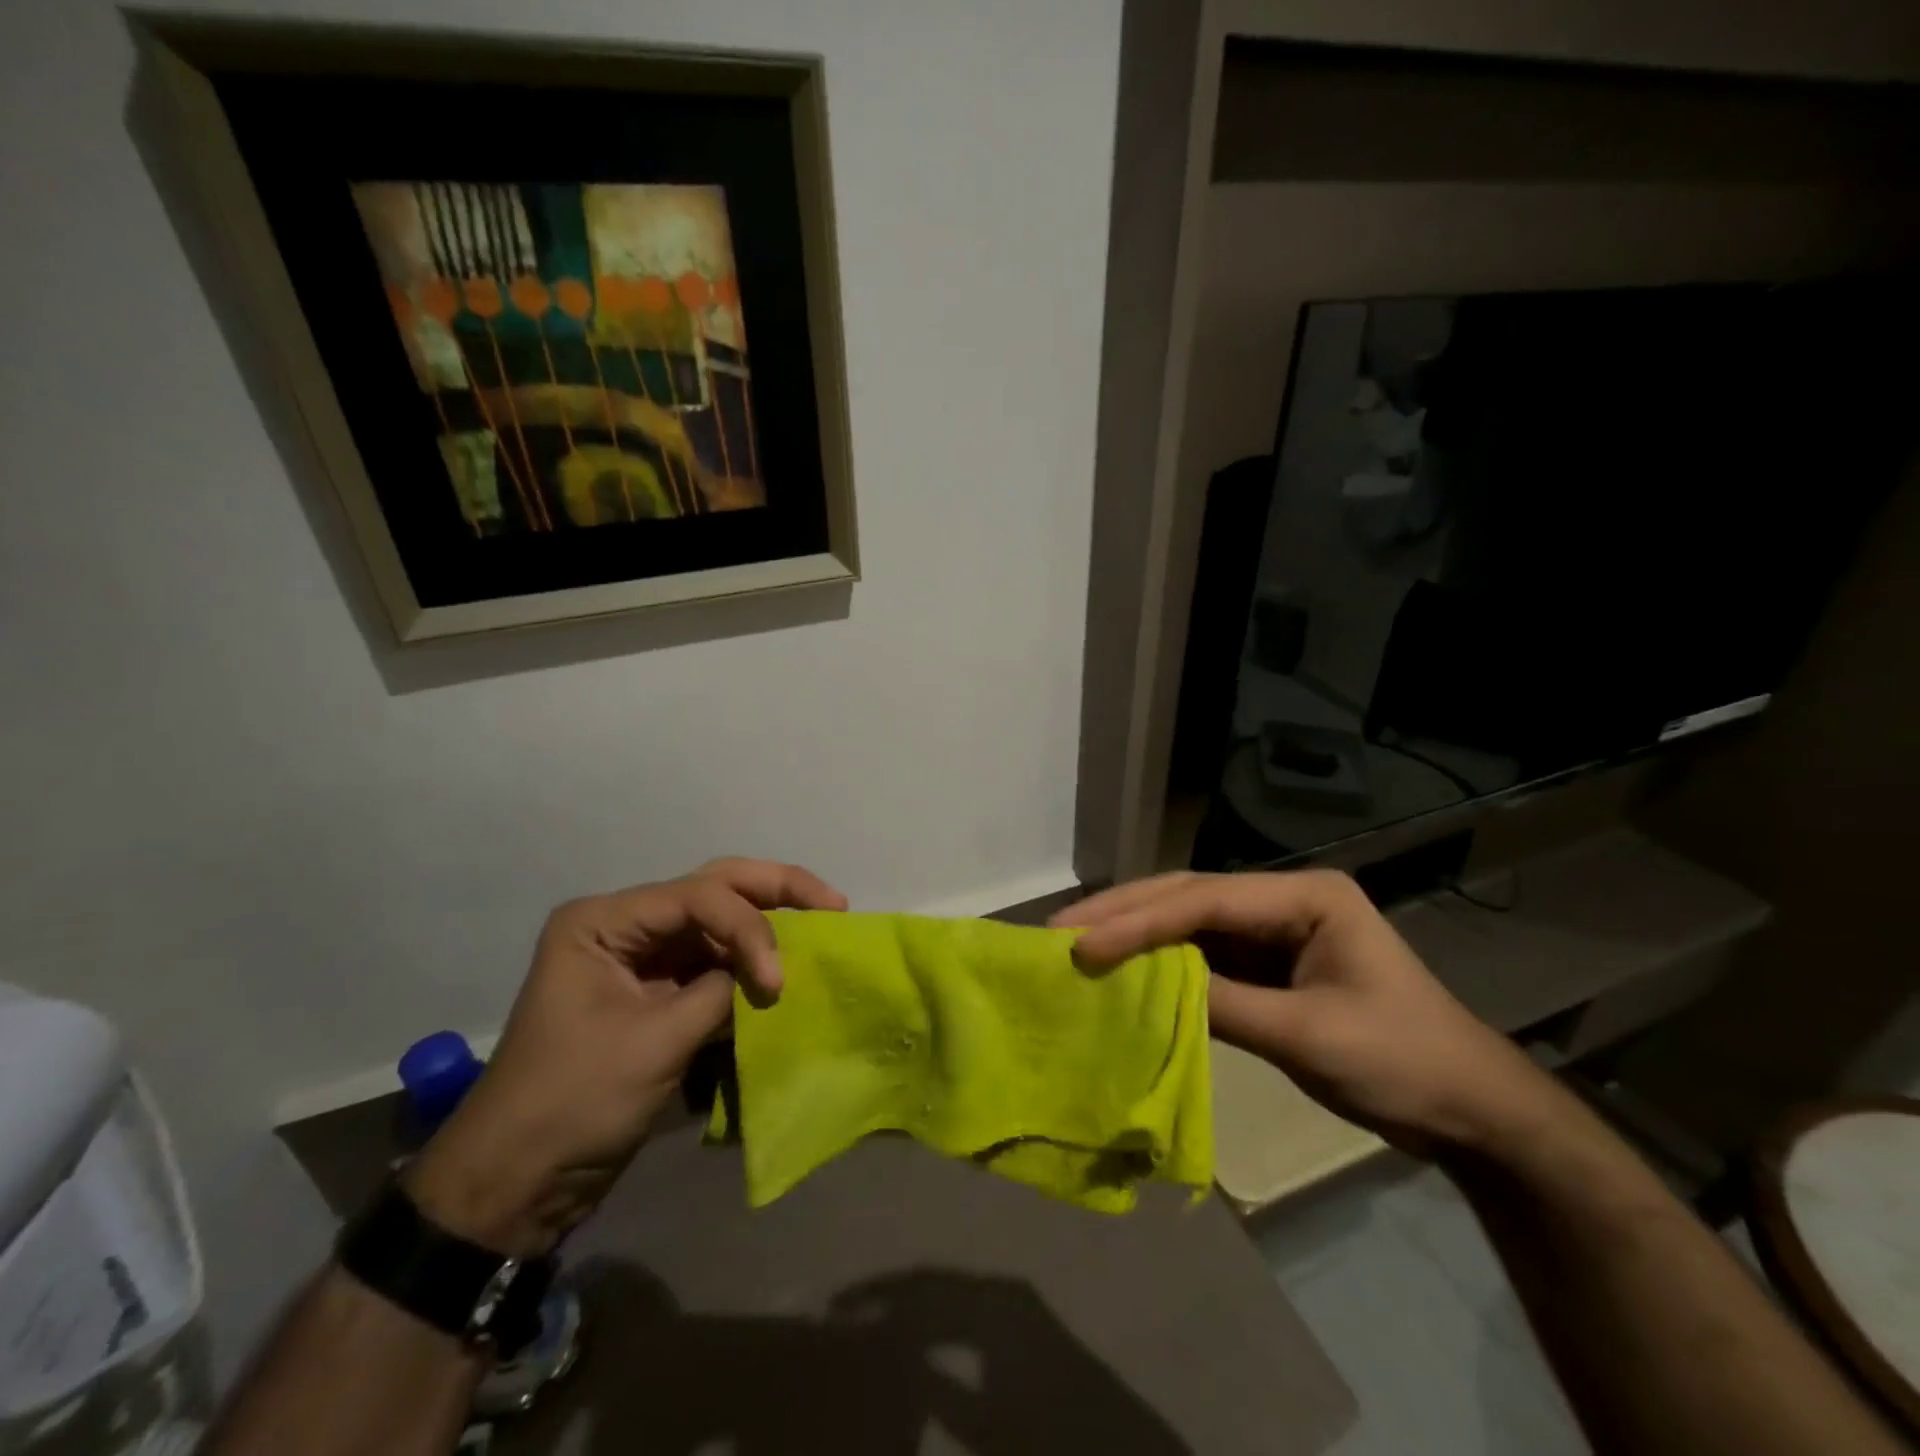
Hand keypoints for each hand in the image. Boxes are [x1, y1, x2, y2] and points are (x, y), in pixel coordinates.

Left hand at [406, 858, 845, 1253]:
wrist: (517, 1184)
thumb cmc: (573, 1103)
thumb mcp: (655, 1042)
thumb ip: (722, 992)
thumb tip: (776, 972)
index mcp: (605, 921)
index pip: (698, 896)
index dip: (750, 928)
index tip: (778, 981)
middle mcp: (625, 925)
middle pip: (713, 889)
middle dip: (775, 892)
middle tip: (832, 904)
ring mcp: (642, 958)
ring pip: (719, 923)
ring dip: (768, 927)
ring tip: (822, 925)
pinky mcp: (657, 992)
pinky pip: (714, 964)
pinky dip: (750, 966)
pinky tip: (786, 967)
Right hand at [1052, 869, 1550, 1156]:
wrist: (1471, 1111)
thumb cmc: (1405, 1062)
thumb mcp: (1312, 1037)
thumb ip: (1227, 1007)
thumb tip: (1148, 990)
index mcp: (1305, 896)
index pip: (1205, 901)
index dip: (1139, 921)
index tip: (1083, 943)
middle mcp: (1282, 900)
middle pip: (1188, 898)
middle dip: (1124, 912)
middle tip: (1060, 928)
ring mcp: (1272, 931)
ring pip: (1188, 924)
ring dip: (1135, 934)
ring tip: (1077, 944)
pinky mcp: (1266, 965)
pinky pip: (1202, 957)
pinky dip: (1160, 966)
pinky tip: (1123, 973)